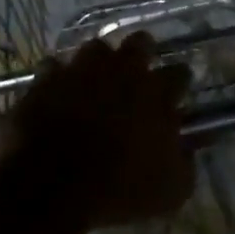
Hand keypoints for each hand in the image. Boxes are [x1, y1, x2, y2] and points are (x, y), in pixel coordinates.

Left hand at [1, 33, 193, 227]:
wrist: (51, 187)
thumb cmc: (118, 190)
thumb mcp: (170, 190)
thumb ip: (184, 163)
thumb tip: (187, 149)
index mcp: (156, 92)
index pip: (180, 72)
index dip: (179, 82)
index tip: (177, 93)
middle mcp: (121, 70)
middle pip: (139, 43)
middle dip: (143, 52)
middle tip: (138, 73)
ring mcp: (81, 70)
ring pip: (96, 48)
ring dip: (99, 62)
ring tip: (96, 80)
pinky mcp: (47, 79)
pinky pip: (55, 67)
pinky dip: (59, 78)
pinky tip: (59, 92)